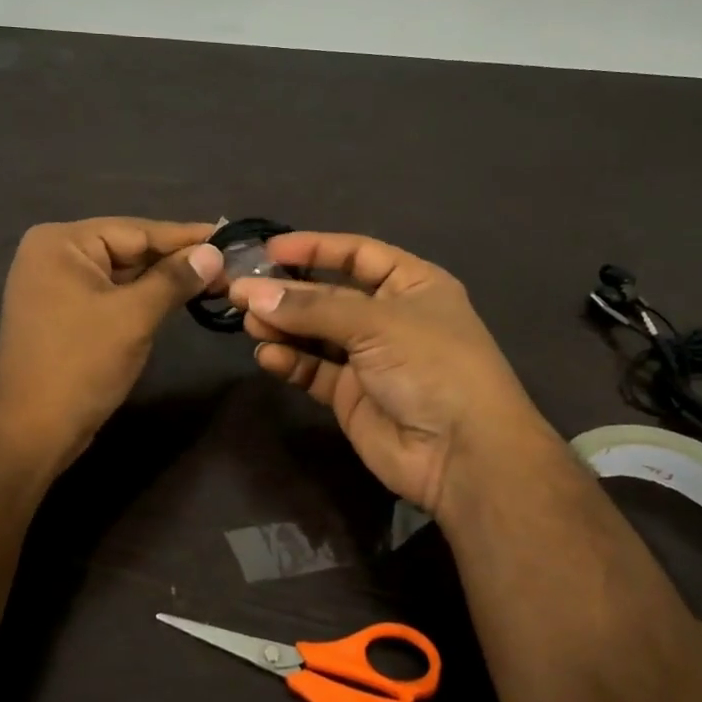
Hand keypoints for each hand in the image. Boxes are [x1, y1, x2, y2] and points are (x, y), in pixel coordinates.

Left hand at [0, 218, 222, 472]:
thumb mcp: (134, 316)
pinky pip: (112, 295)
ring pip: (123, 274)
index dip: (187, 237)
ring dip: (165, 281)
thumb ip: (175, 279)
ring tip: (216, 281)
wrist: (30, 432)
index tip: (231, 237)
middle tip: (230, 266)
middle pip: (129, 249)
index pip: (137, 231)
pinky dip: (144, 298)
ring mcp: (57, 286)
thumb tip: (214, 253)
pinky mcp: (65, 314)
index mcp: (61, 242)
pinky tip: (180, 299)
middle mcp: (55, 255)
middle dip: (178, 261)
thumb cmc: (80, 364)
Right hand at [230, 232, 562, 521]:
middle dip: (287, 292)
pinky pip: (314, 370)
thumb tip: (252, 294)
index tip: (269, 249)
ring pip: (315, 334)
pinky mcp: (352, 396)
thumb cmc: (431, 365)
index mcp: (412, 284)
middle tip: (240, 291)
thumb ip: (311, 309)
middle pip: (329, 295)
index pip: (357, 253)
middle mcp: (390, 317)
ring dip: (283, 326)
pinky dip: (291, 361)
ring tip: (249, 323)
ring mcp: (370, 358)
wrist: (462, 453)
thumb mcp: (375, 322)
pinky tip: (269, 356)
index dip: (315, 248)